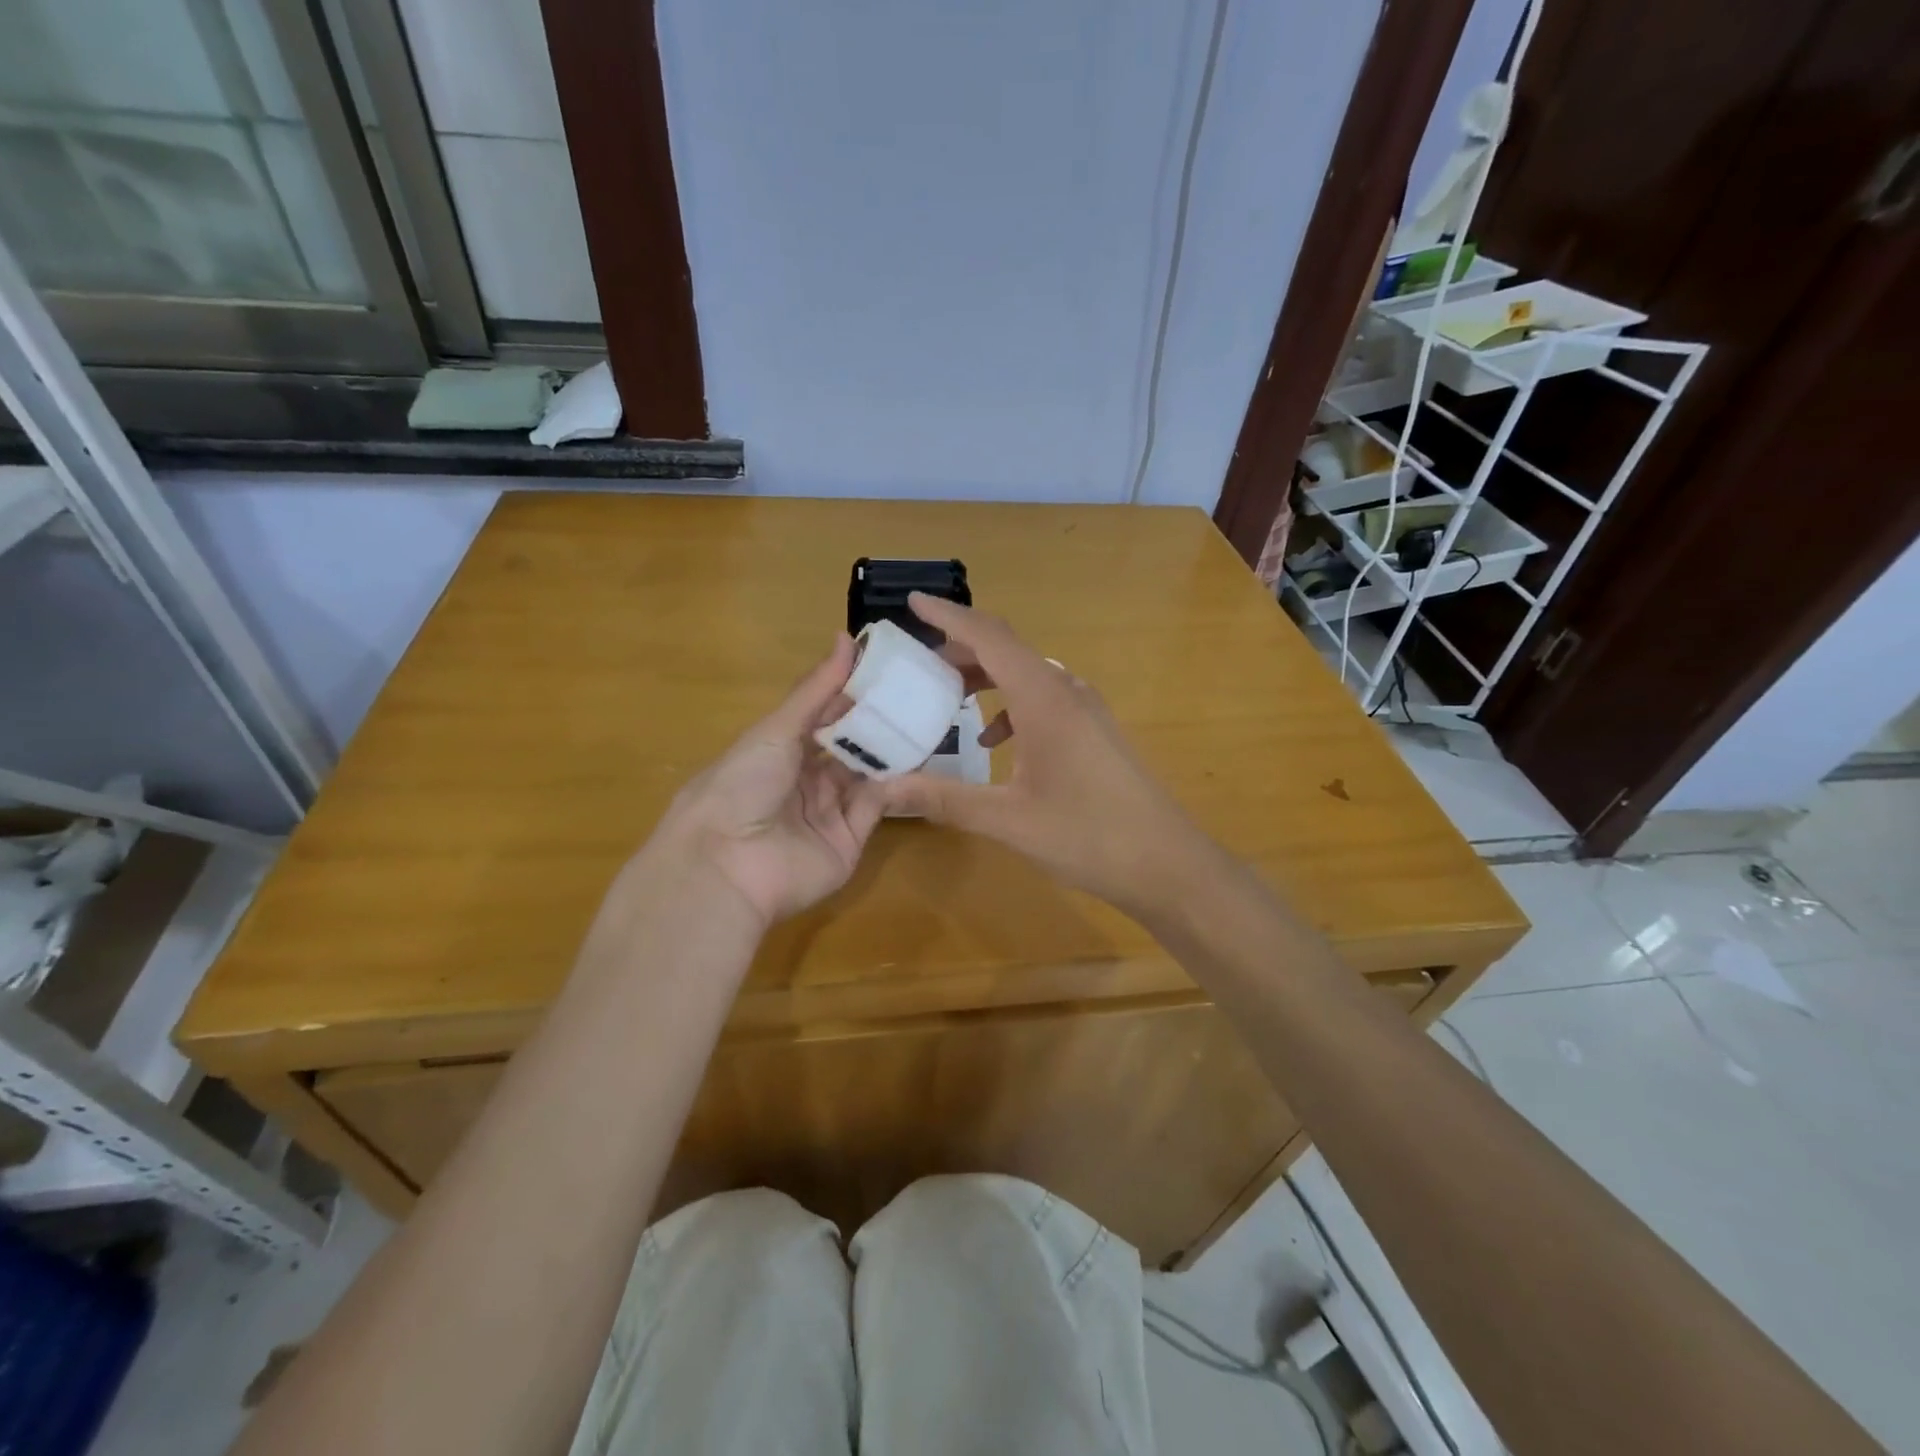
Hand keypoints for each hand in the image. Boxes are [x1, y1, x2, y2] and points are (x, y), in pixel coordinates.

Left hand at [638, 636, 886, 928]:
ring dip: (890, 752)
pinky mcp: (848, 842)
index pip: (822, 718)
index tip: (887, 670)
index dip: (851, 695)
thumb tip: (847, 638)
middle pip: (847, 747)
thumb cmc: (742, 784)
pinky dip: (894, 786)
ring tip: (925, 720)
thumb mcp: (776, 730)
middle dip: (876, 724)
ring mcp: (827, 813)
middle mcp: (804, 781)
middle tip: (915, 695)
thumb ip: (817, 690)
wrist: (727, 864)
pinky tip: (915, 760)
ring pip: (866, 776)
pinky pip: (876, 808)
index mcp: (779, 751)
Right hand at [882, 594, 1217, 921]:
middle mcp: (1066, 691)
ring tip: (946, 697)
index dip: (949, 616)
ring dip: (985, 678)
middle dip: (960, 649)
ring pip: (1026, 675)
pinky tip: (994, 743)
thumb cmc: (1088, 835)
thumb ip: (943, 799)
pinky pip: (1044, 700)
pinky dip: (1011, 707)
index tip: (912, 602)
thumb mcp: (1007, 819)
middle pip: (1007, 650)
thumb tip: (884, 789)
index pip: (989, 637)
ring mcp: (1086, 710)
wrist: (1167, 863)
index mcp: (1044, 699)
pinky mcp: (1094, 731)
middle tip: (917, 663)